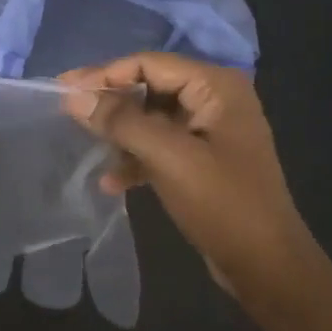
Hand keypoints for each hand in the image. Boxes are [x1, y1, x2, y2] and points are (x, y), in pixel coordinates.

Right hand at [60, 53, 319, 303]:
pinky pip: (160, 146)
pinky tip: (111, 182)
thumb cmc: (223, 203)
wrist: (268, 267)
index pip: (149, 63)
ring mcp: (209, 131)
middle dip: (110, 103)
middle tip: (68, 114)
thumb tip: (73, 97)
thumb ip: (120, 121)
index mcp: (216, 87)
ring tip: (87, 148)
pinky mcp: (202, 160)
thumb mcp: (168, 157)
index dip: (104, 74)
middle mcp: (215, 99)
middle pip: (148, 87)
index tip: (63, 89)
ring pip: (150, 118)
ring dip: (120, 133)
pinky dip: (135, 158)